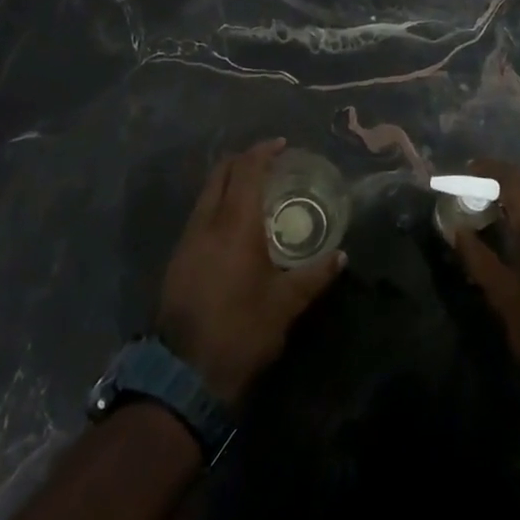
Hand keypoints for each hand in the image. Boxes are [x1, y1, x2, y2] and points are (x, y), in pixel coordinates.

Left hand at [157, 140, 343, 405]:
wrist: (184, 374)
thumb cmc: (242, 330)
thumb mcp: (286, 304)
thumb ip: (314, 275)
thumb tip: (341, 256)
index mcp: (234, 224)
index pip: (247, 170)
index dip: (264, 152)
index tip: (282, 145)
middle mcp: (207, 222)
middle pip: (221, 173)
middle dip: (244, 160)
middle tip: (270, 162)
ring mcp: (187, 240)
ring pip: (207, 193)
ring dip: (229, 182)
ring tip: (256, 192)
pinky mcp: (178, 259)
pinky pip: (200, 215)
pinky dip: (219, 204)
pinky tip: (235, 225)